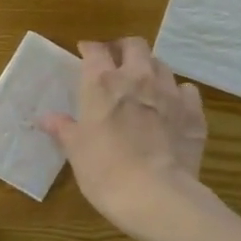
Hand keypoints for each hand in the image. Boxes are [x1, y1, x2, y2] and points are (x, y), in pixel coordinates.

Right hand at [39, 37, 207, 235]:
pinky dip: (177, 94)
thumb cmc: (104, 169)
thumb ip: (63, 128)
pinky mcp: (194, 113)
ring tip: (144, 84)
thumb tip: (46, 118)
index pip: (95, 50)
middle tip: (116, 61)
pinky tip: (171, 107)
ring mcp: (170, 93)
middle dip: (124, 49)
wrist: (156, 195)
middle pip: (135, 46)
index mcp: (102, 83)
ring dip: (151, 69)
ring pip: (162, 65)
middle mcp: (138, 78)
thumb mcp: (75, 150)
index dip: (89, 49)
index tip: (85, 53)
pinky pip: (186, 91)